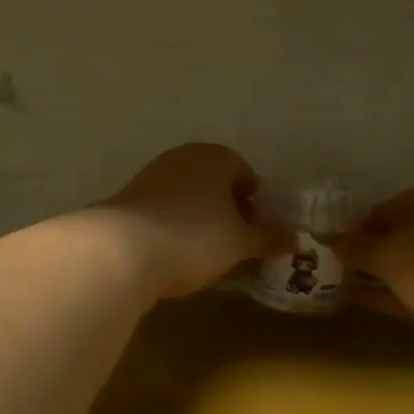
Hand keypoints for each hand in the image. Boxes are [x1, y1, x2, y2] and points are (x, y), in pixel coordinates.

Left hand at [96, 143, 268, 300]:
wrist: (121, 252)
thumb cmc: (194, 237)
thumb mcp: (240, 242)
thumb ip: (267, 237)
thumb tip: (292, 238)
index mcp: (214, 156)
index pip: (244, 172)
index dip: (255, 202)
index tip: (258, 231)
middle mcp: (182, 158)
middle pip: (214, 184)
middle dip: (227, 212)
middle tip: (236, 245)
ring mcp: (150, 178)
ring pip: (187, 198)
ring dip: (200, 222)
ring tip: (208, 257)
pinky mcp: (126, 203)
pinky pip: (162, 213)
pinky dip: (173, 230)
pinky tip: (176, 257)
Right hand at [339, 183, 413, 367]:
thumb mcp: (388, 252)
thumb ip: (359, 248)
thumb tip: (336, 244)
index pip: (385, 209)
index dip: (356, 229)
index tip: (331, 250)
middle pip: (400, 237)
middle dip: (369, 254)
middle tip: (334, 272)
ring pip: (410, 268)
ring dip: (380, 278)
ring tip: (341, 289)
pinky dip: (395, 298)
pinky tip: (366, 305)